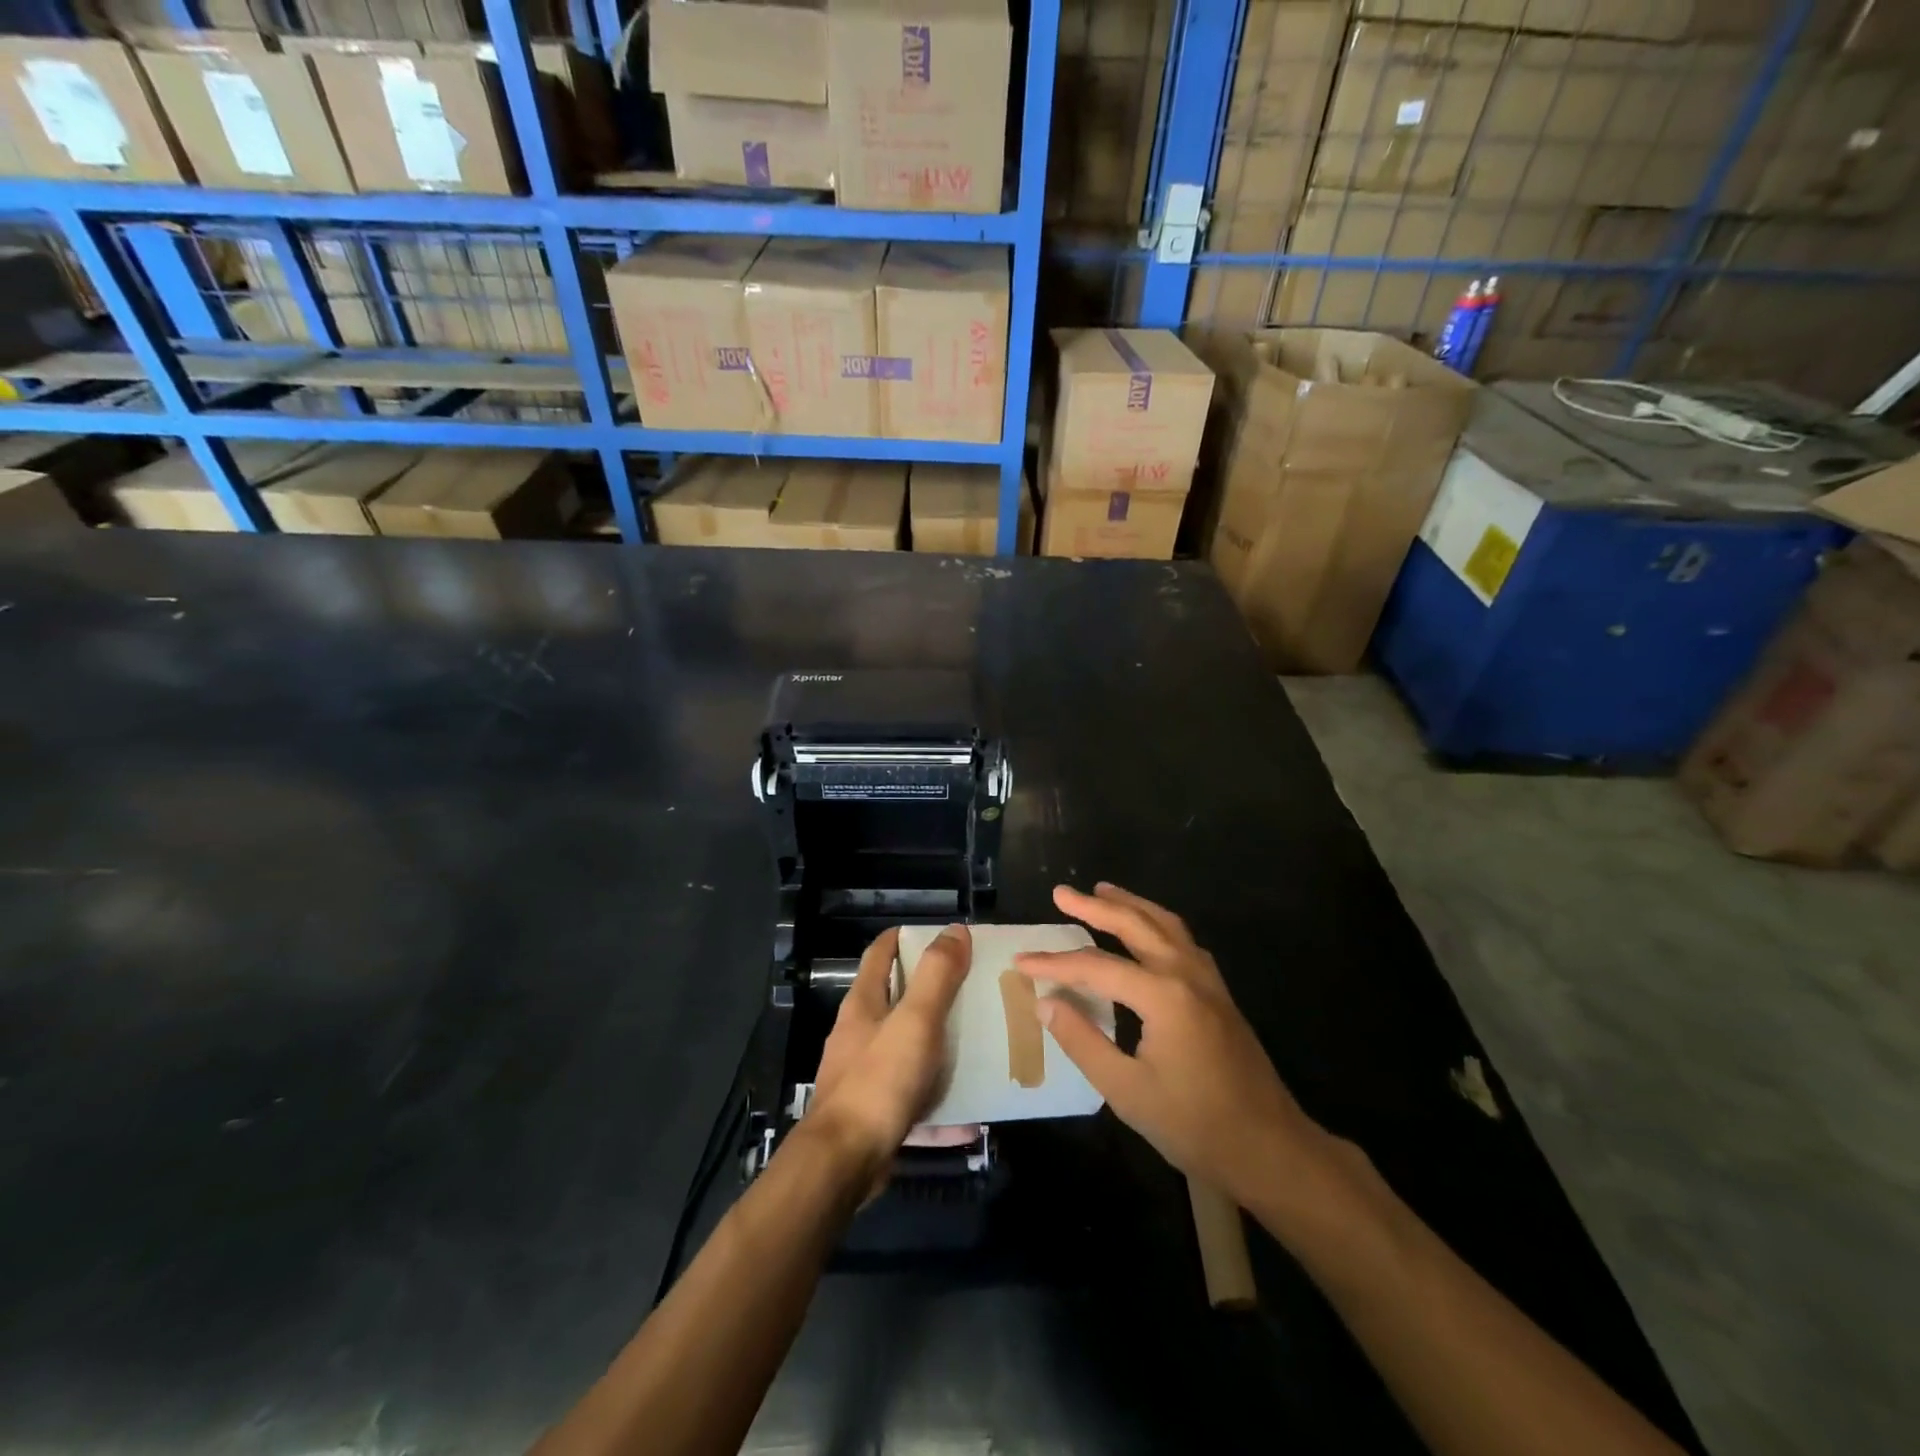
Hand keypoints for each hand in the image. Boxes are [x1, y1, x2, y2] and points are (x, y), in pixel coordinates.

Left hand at [810, 925, 971, 1176]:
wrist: (843, 1163)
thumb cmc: (878, 1081)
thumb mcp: (915, 1021)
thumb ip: (937, 976)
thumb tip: (955, 930)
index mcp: (864, 1003)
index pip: (881, 953)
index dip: (906, 937)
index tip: (944, 937)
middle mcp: (860, 1033)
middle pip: (897, 999)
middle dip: (933, 992)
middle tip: (974, 988)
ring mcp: (865, 1074)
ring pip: (908, 1049)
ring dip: (939, 1046)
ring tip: (979, 1045)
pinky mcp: (875, 1111)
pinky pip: (915, 1097)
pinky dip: (940, 1101)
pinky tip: (971, 1115)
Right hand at [1016, 884, 1326, 1209]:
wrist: (1270, 1149)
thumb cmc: (1194, 1125)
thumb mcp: (1127, 1091)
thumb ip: (1082, 1041)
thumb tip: (1045, 1002)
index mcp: (1163, 995)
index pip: (1096, 967)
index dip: (1055, 964)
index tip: (1021, 961)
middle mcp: (1187, 974)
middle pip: (1135, 925)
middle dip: (1095, 906)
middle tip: (1062, 893)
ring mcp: (1209, 981)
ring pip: (1165, 924)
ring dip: (1131, 904)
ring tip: (1102, 891)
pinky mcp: (1219, 993)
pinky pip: (1183, 940)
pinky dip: (1157, 923)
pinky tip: (1148, 930)